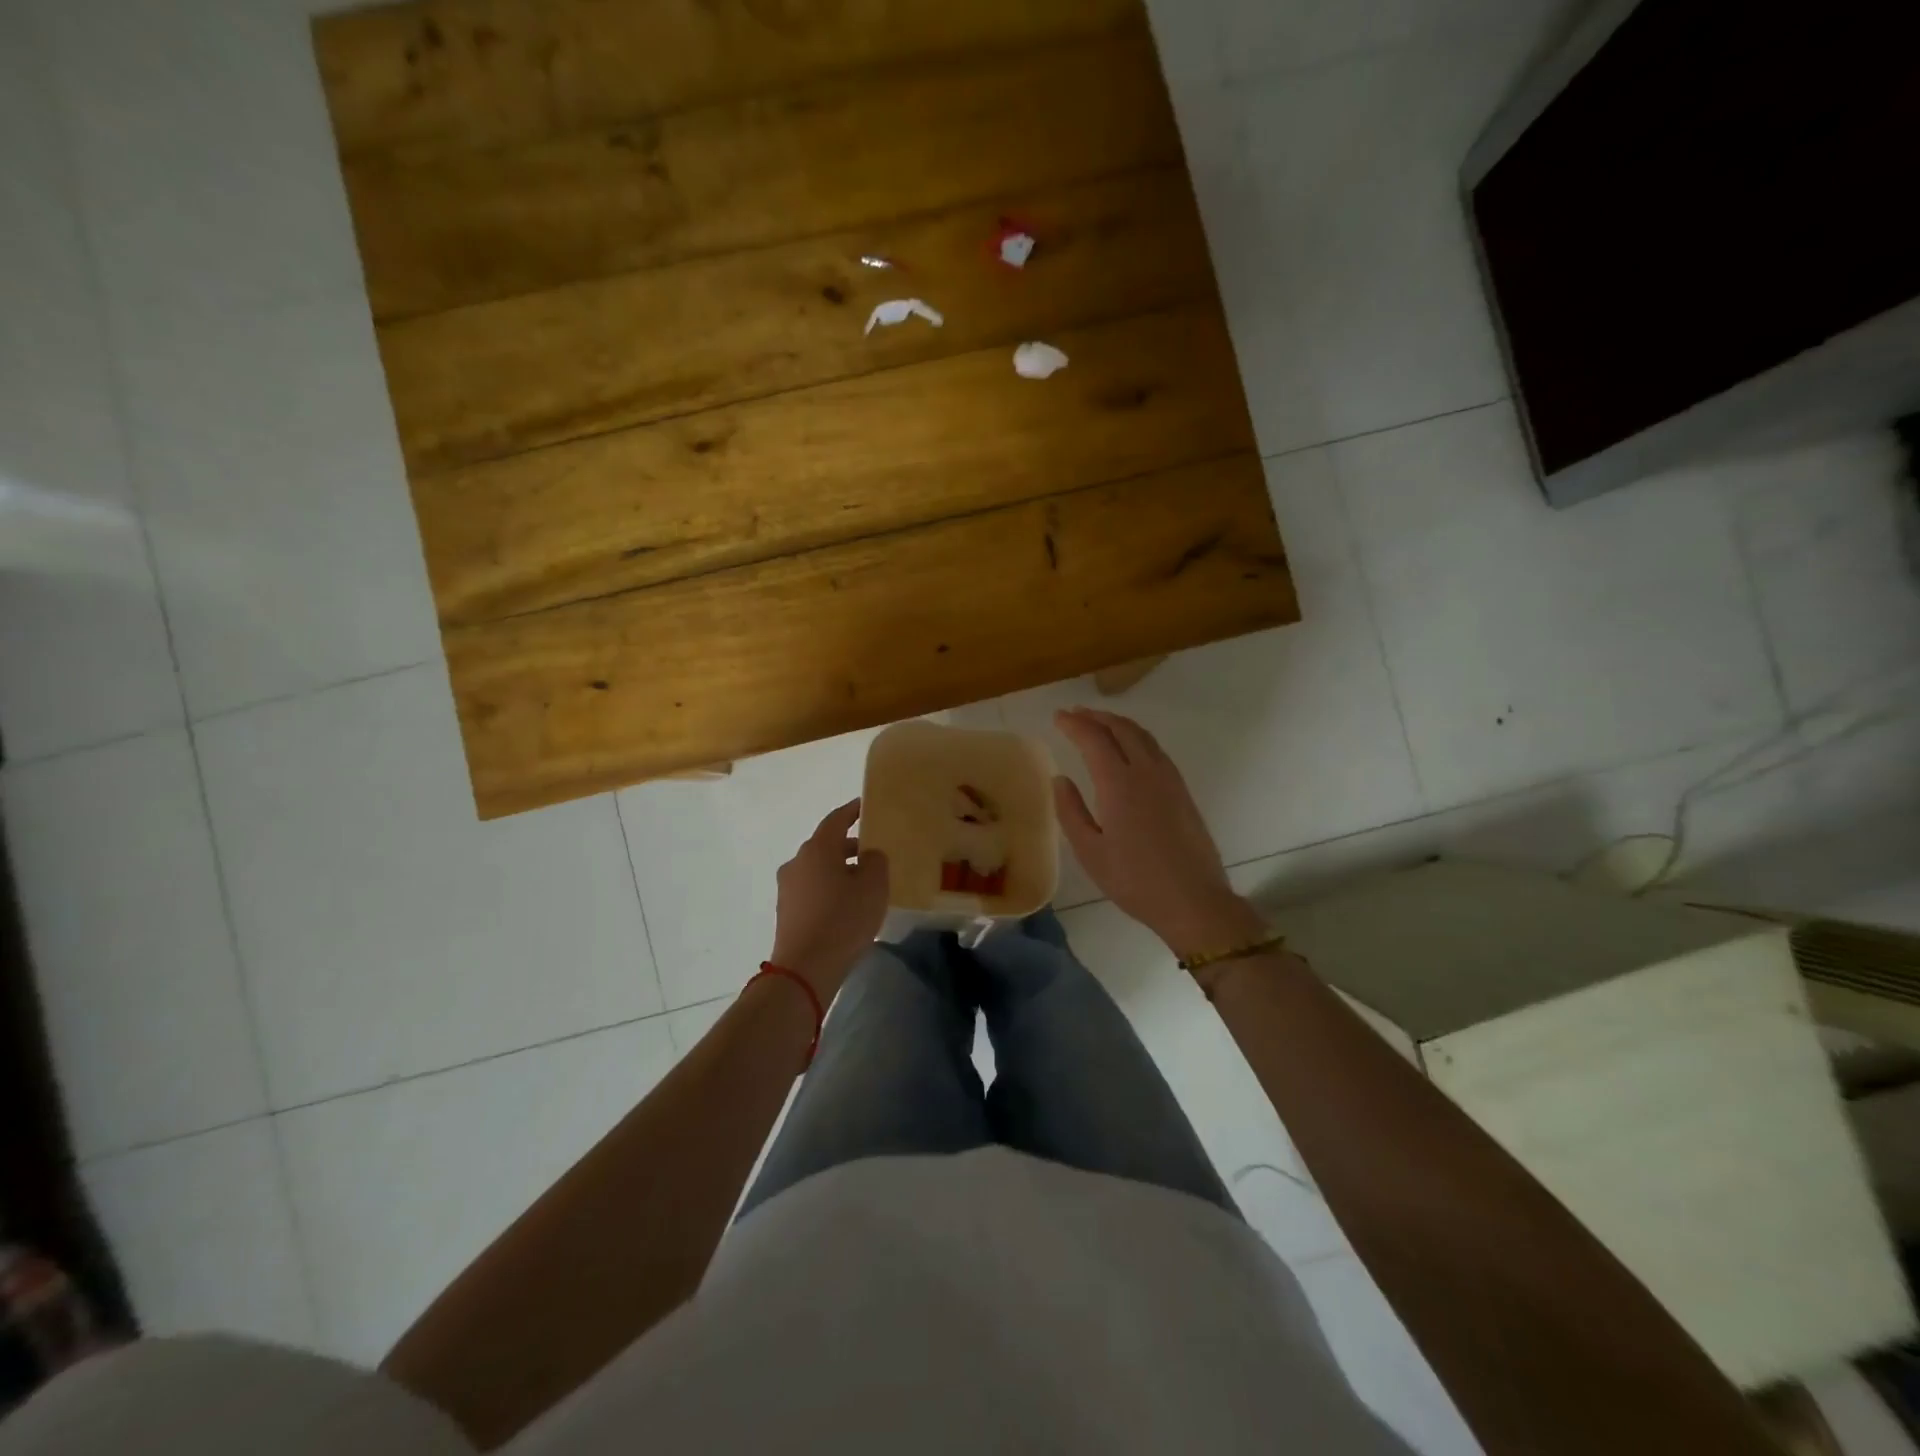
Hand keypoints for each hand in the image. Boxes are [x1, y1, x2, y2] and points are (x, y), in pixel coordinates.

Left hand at [768, 799, 890, 999]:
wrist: (805, 969)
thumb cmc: (843, 920)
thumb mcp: (874, 886)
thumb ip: (875, 861)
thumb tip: (867, 855)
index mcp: (818, 848)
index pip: (836, 819)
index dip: (852, 811)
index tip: (866, 807)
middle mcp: (797, 861)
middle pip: (826, 845)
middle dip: (850, 846)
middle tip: (873, 853)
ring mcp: (788, 887)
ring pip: (818, 868)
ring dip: (839, 870)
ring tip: (864, 884)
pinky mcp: (786, 911)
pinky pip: (812, 889)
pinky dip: (829, 889)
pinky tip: (847, 906)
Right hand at [1053, 708, 1266, 958]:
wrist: (1193, 900)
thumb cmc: (1134, 880)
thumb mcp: (1090, 851)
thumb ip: (1070, 811)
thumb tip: (1060, 779)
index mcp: (1119, 784)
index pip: (1094, 739)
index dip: (1074, 724)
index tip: (1058, 717)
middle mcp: (1146, 772)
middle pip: (1121, 729)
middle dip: (1096, 717)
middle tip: (1075, 714)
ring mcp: (1169, 779)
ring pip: (1142, 736)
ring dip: (1118, 723)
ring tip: (1098, 723)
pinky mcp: (1182, 790)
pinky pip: (1156, 749)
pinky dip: (1136, 737)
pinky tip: (1129, 748)